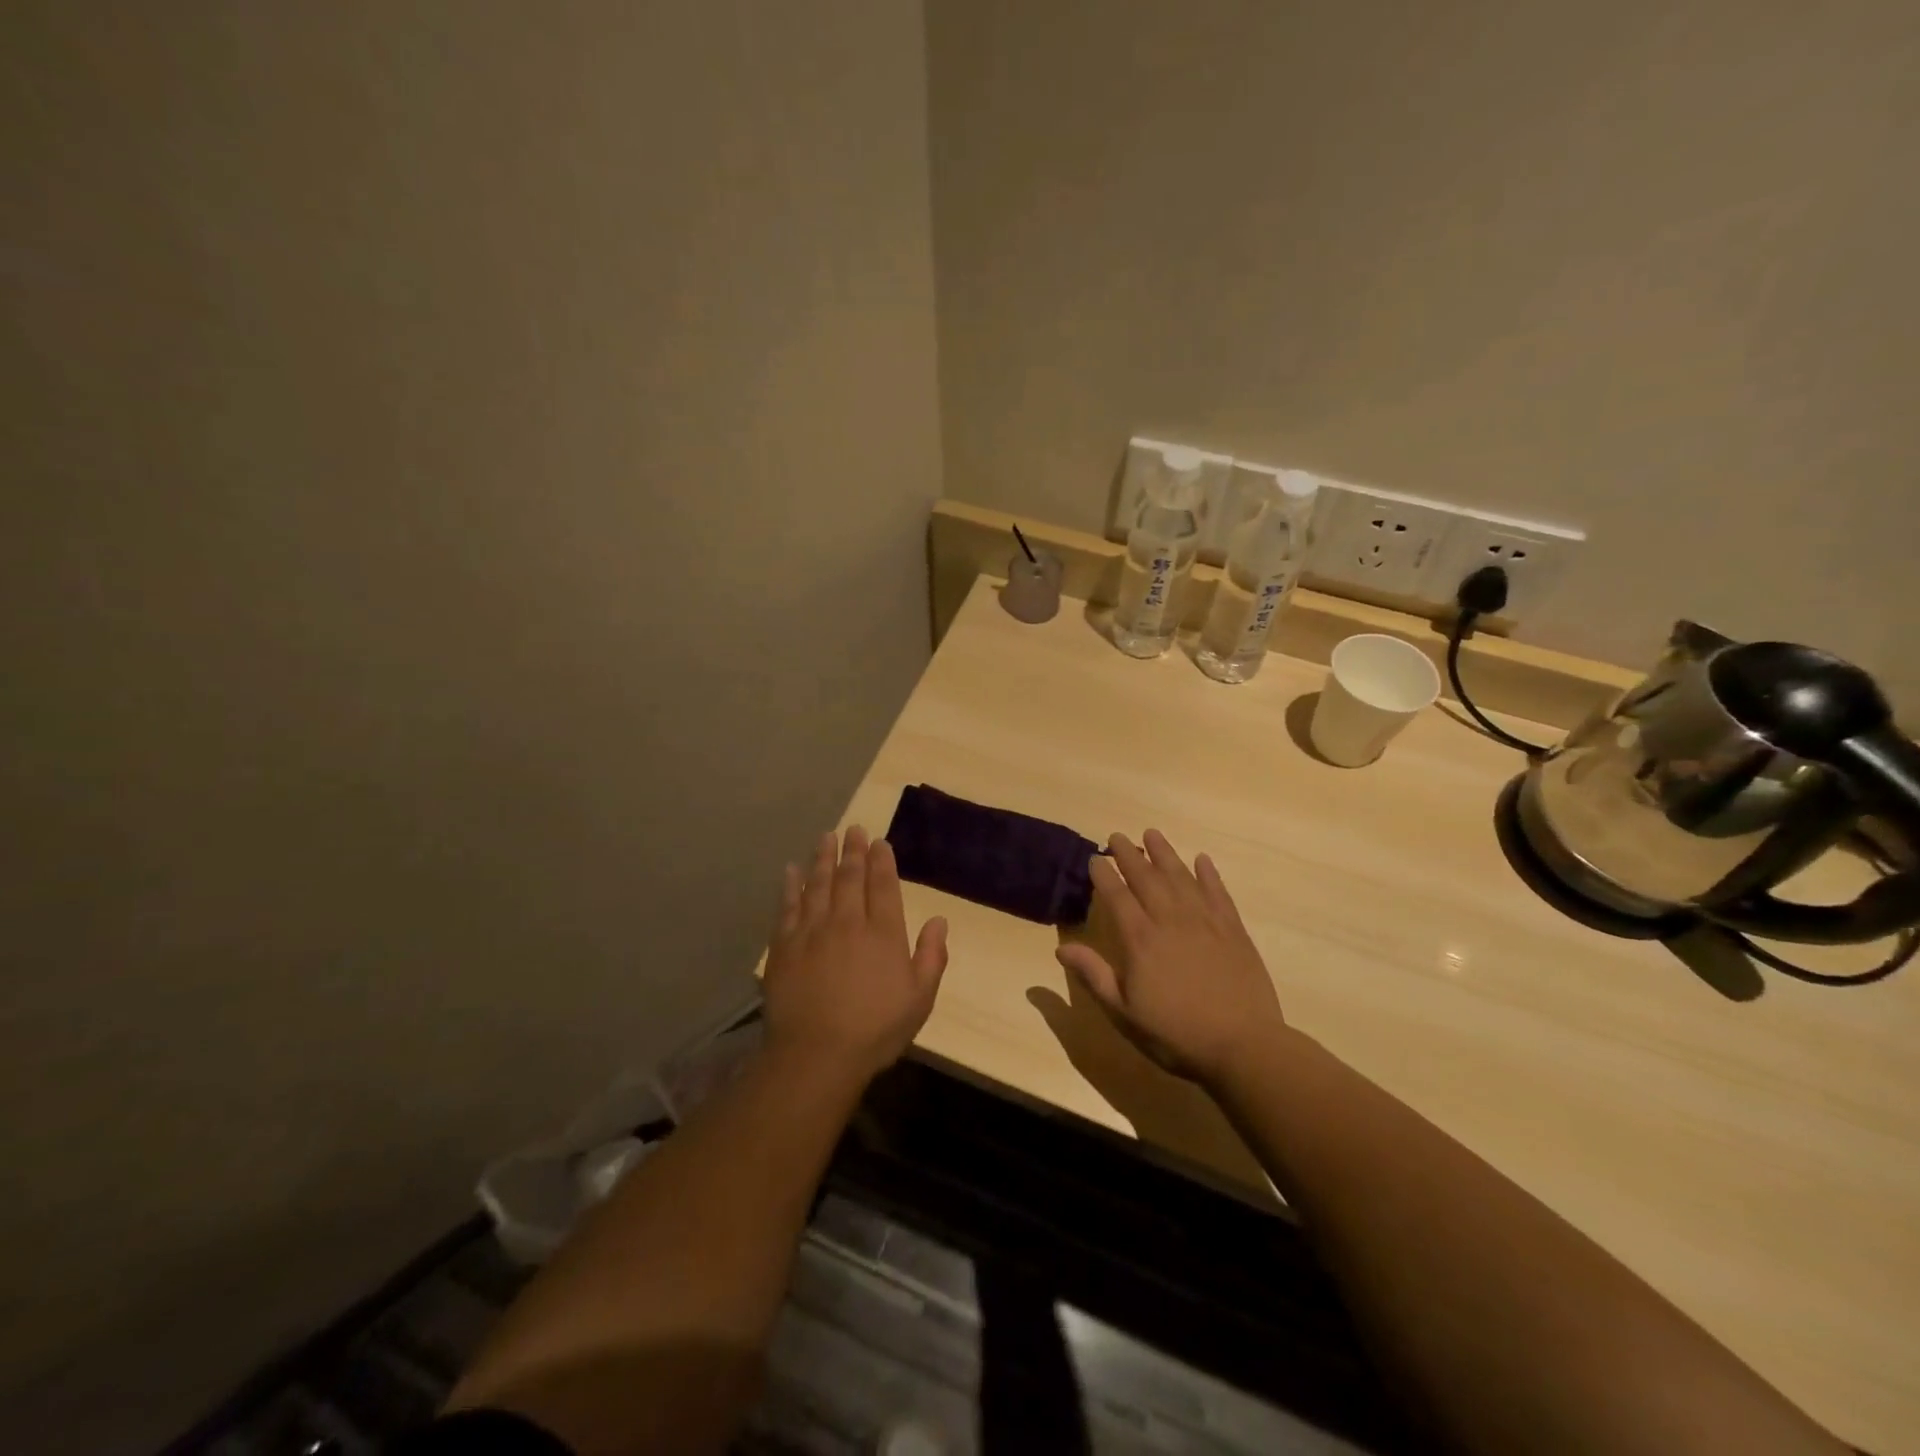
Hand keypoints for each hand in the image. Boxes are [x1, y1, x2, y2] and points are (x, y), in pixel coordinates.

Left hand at [762, 826, 948, 1083]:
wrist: (817, 1054)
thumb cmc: (875, 1030)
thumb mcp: (920, 998)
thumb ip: (932, 956)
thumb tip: (939, 919)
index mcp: (883, 933)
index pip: (883, 886)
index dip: (882, 861)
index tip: (880, 842)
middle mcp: (848, 922)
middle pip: (850, 877)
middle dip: (853, 851)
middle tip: (854, 830)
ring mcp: (812, 931)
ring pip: (818, 884)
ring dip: (823, 859)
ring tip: (827, 837)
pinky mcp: (784, 945)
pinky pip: (788, 906)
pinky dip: (790, 886)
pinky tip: (791, 870)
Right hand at [1056, 829, 1285, 1085]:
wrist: (1243, 1046)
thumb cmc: (1176, 1034)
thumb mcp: (1124, 1013)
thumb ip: (1094, 976)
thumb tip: (1061, 948)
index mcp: (1140, 940)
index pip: (1117, 896)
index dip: (1104, 875)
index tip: (1094, 858)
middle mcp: (1170, 920)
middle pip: (1146, 878)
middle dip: (1129, 854)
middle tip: (1117, 836)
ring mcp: (1205, 922)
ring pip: (1180, 877)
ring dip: (1164, 854)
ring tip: (1152, 834)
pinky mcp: (1233, 930)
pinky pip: (1218, 892)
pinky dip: (1208, 874)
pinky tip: (1201, 860)